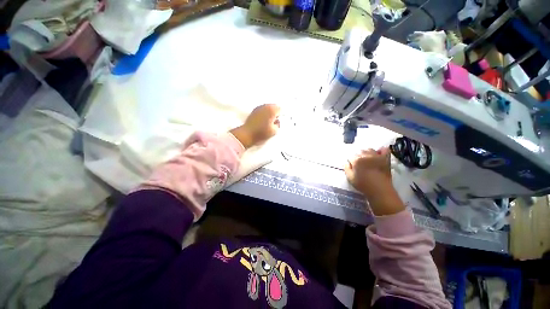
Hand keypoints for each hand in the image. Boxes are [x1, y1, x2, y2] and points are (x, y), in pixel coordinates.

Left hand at [230, 104, 280, 148]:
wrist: (247, 134)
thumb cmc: (261, 133)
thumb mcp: (274, 131)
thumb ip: (278, 124)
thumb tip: (277, 121)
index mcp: (272, 110)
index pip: (280, 109)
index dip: (281, 116)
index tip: (279, 122)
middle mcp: (265, 106)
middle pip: (274, 107)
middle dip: (275, 113)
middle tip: (275, 122)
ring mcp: (259, 107)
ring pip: (268, 107)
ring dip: (270, 113)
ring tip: (269, 122)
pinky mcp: (254, 110)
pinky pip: (262, 109)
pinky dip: (264, 113)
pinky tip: (263, 121)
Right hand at [345, 147, 404, 214]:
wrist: (380, 190)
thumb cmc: (363, 185)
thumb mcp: (350, 178)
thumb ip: (346, 168)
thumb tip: (346, 162)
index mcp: (357, 161)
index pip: (351, 157)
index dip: (351, 162)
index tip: (352, 166)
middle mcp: (366, 156)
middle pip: (360, 152)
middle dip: (358, 157)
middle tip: (359, 164)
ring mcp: (376, 156)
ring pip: (369, 150)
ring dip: (367, 153)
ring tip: (367, 159)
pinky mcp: (385, 159)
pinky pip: (384, 150)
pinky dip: (381, 150)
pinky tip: (379, 153)